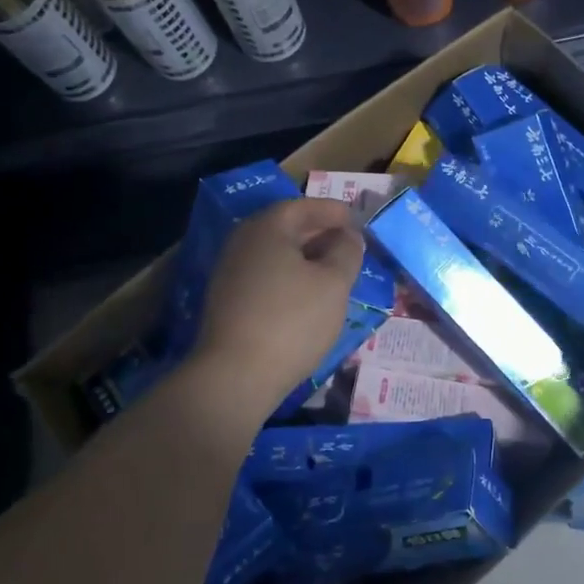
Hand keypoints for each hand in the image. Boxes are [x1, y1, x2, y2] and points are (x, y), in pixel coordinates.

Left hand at [191, 198, 367, 420]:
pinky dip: (289, 276)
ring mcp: (230, 273)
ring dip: (305, 257)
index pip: (303, 206)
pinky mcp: (227, 302)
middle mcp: (243, 242)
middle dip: (319, 232)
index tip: (357, 221)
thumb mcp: (334, 283)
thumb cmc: (292, 320)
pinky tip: (307, 296)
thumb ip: (346, 252)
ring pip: (275, 254)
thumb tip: (347, 237)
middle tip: (348, 244)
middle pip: (286, 227)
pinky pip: (265, 276)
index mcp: (267, 228)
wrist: (236, 376)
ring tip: (334, 271)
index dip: (333, 211)